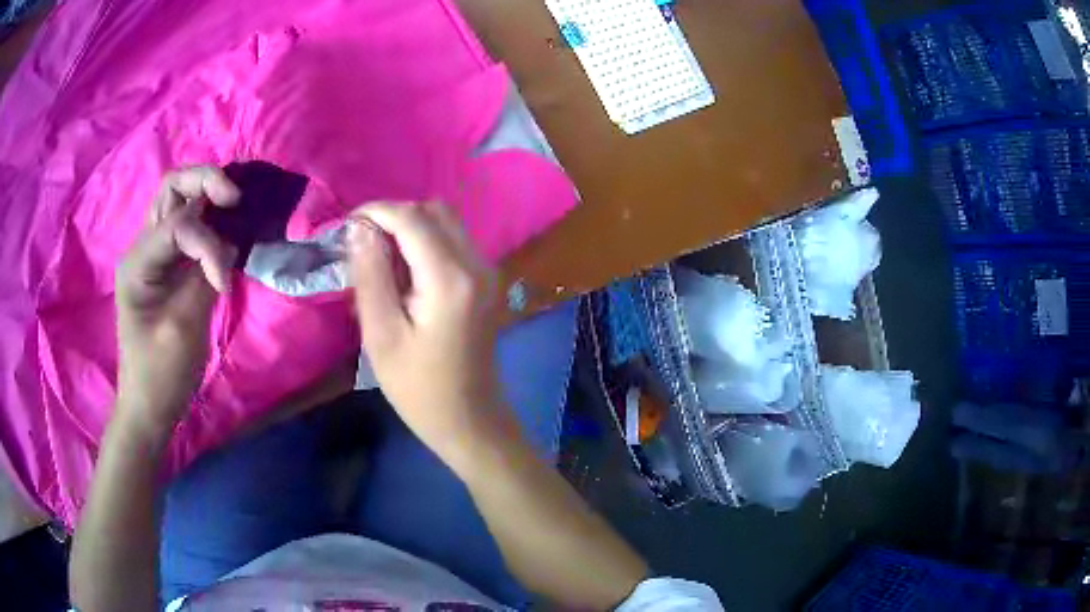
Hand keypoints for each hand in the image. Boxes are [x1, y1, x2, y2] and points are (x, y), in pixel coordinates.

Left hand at [114, 166, 239, 440]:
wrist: (149, 406)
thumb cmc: (160, 375)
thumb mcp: (182, 328)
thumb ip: (204, 278)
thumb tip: (230, 245)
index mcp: (138, 262)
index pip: (178, 225)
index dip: (208, 244)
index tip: (224, 285)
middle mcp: (143, 247)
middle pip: (172, 187)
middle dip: (206, 182)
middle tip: (235, 200)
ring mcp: (154, 255)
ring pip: (179, 199)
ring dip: (207, 195)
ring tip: (233, 209)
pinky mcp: (167, 267)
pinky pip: (188, 226)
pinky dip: (210, 221)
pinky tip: (226, 230)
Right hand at [348, 202, 500, 457]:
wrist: (470, 420)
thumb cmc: (419, 388)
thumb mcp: (382, 335)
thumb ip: (371, 275)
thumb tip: (359, 229)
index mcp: (450, 278)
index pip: (412, 218)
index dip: (376, 212)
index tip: (346, 226)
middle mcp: (476, 264)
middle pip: (434, 211)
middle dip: (394, 216)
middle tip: (361, 243)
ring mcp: (487, 272)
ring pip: (445, 223)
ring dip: (409, 228)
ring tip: (378, 258)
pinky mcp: (485, 282)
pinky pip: (453, 243)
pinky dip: (425, 243)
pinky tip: (403, 273)